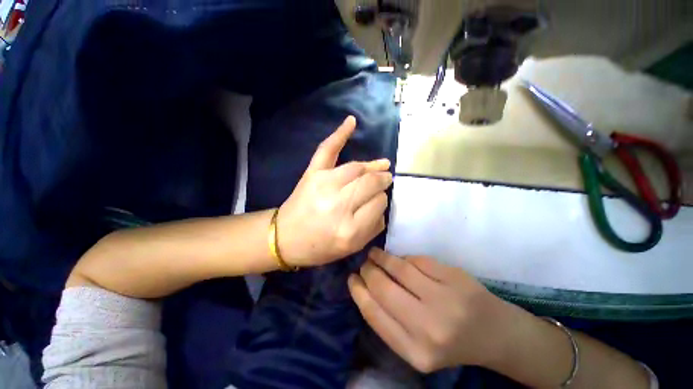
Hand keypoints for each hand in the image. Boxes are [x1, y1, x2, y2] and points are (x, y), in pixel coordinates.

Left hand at [277, 116, 392, 266]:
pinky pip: (327, 149)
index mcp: (349, 229)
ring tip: (381, 167)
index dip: (382, 200)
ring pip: (358, 168)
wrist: (285, 238)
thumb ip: (373, 228)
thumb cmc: (319, 247)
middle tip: (385, 180)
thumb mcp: (352, 247)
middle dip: (382, 181)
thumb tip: (382, 203)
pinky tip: (352, 122)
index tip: (380, 201)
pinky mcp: (312, 173)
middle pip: (371, 183)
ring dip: (372, 167)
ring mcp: (324, 185)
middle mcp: (339, 204)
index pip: (379, 204)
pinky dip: (339, 134)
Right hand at [348, 248, 510, 372]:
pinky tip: (402, 260)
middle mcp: (429, 328)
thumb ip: (389, 320)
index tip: (352, 278)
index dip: (358, 292)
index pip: (374, 314)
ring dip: (382, 257)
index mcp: (415, 352)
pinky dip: (405, 258)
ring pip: (400, 268)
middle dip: (368, 271)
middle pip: (384, 288)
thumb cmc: (450, 342)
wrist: (494, 334)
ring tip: (375, 254)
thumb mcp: (415, 345)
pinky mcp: (455, 278)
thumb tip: (365, 285)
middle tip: (364, 264)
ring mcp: (445, 300)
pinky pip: (418, 260)